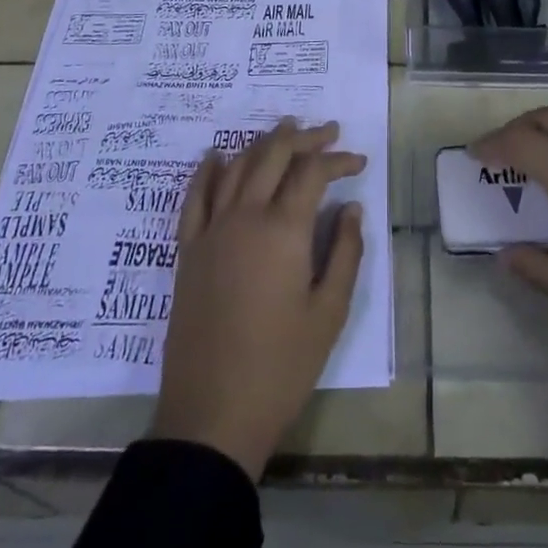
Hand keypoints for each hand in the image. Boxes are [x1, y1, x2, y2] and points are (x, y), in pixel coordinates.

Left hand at [150, 119, 365, 478]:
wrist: (211, 415)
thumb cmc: (280, 367)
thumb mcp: (329, 313)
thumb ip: (344, 253)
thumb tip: (351, 208)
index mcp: (282, 230)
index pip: (313, 172)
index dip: (338, 160)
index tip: (359, 162)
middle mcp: (245, 216)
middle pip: (274, 154)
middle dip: (304, 137)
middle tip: (327, 132)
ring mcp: (211, 230)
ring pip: (237, 166)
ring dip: (263, 143)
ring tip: (285, 132)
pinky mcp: (188, 250)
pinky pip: (195, 196)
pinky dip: (208, 170)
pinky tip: (217, 156)